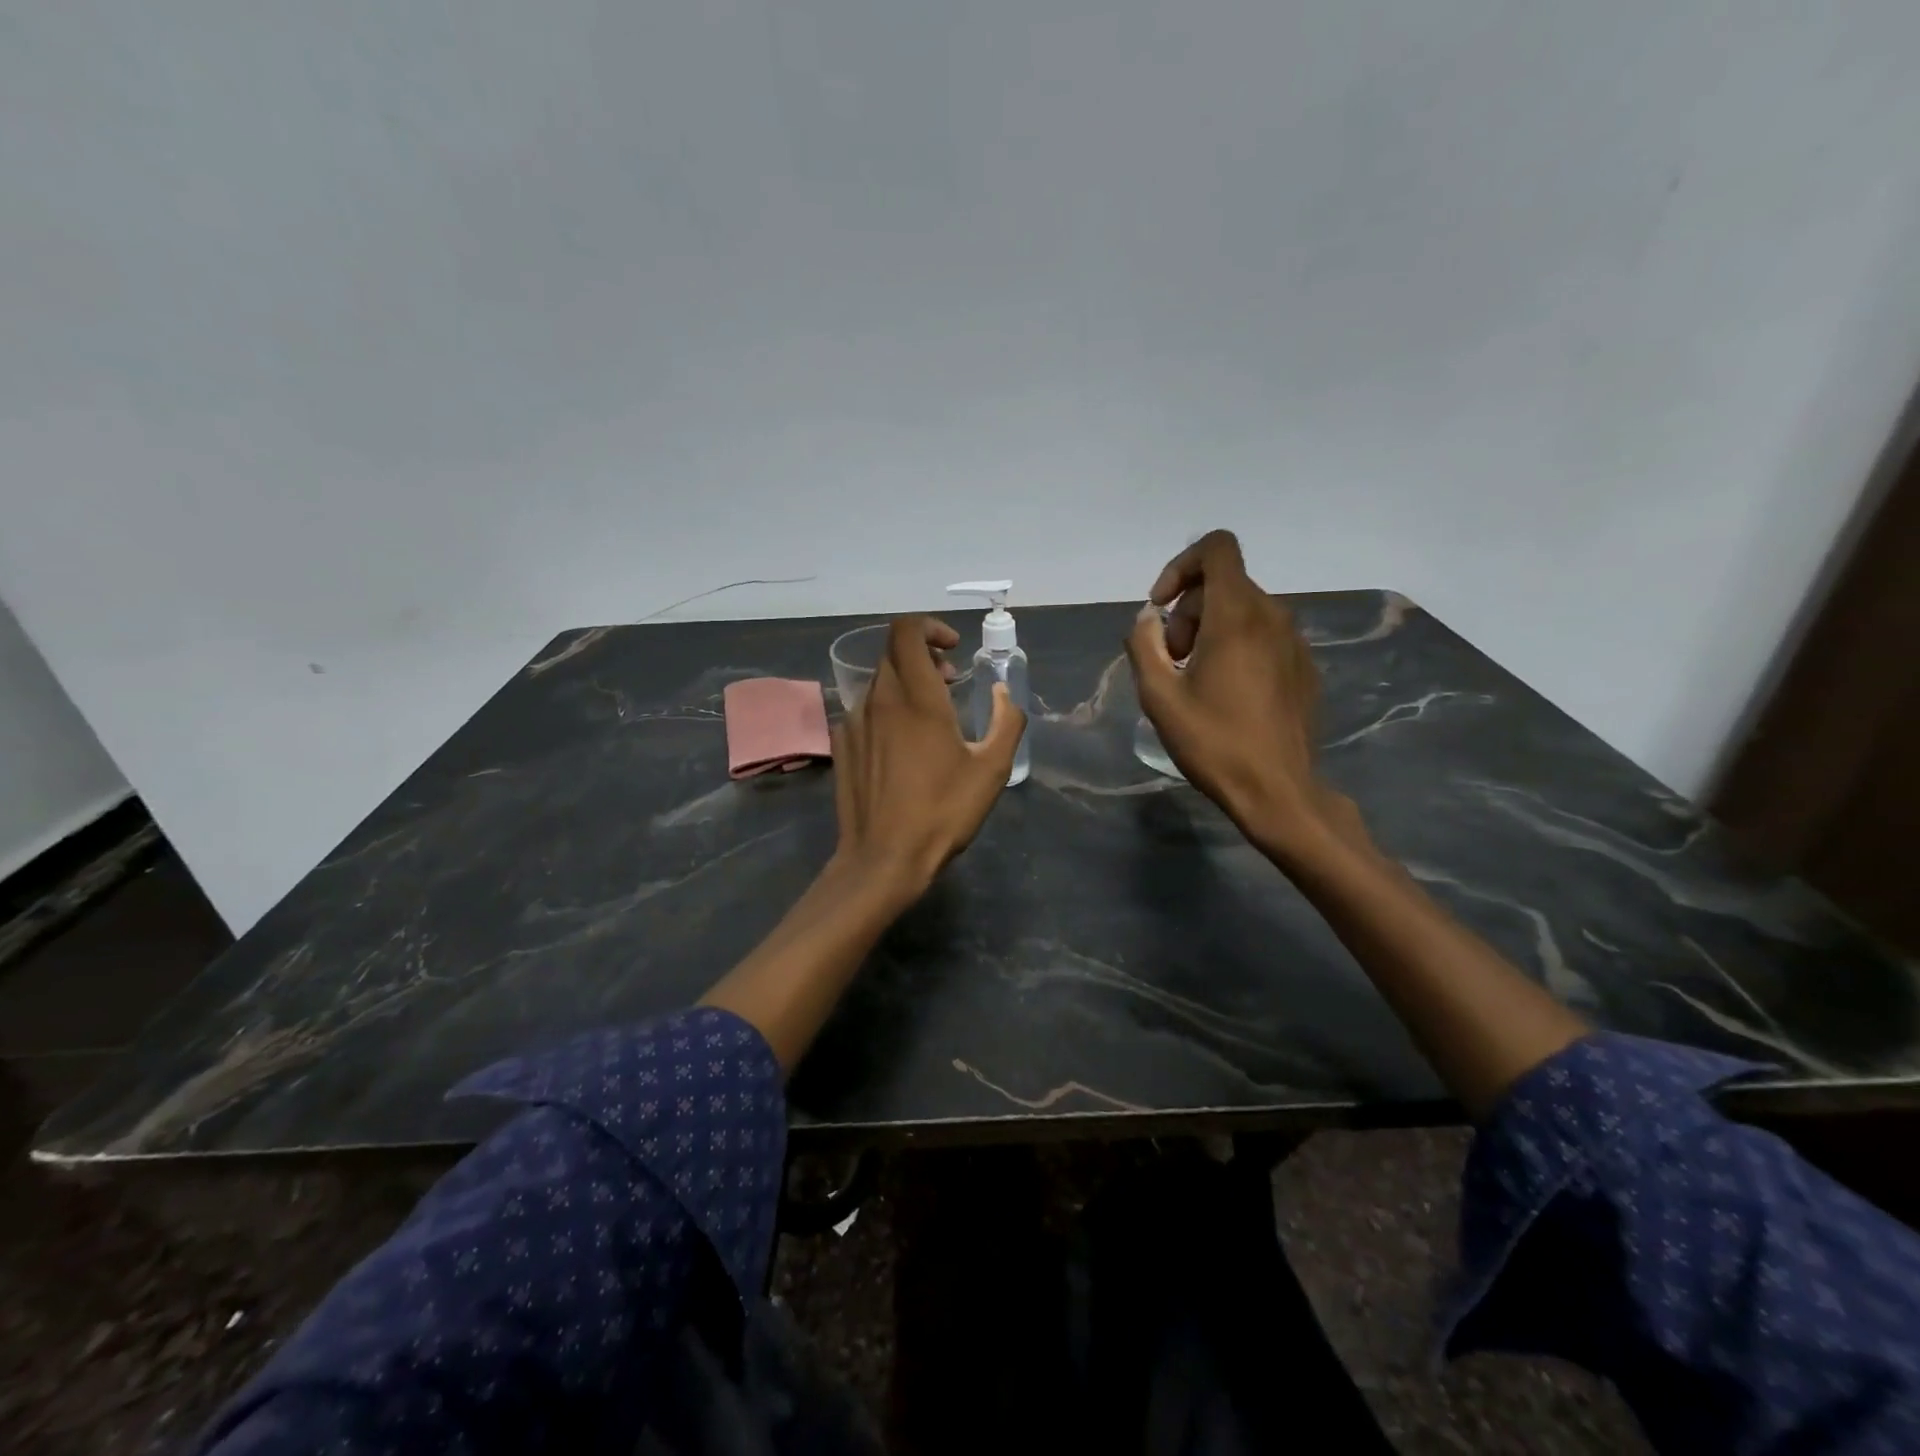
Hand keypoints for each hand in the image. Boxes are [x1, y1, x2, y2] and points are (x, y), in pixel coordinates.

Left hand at [833, 615, 1025, 893]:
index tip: (953, 649)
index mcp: (915, 698)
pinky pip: (864, 710)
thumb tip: (1002, 692)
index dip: (930, 627)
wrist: (883, 858)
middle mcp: (878, 700)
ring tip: (930, 717)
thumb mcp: (992, 770)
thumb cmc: (942, 812)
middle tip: (950, 683)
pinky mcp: (841, 745)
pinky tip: (902, 746)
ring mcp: (853, 722)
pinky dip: (887, 710)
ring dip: (906, 684)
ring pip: (879, 683)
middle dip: (924, 657)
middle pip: (893, 654)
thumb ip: (1006, 721)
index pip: (906, 631)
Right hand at [1126, 530, 1351, 857]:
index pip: (1217, 548)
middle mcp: (1273, 616)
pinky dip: (1237, 647)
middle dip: (1187, 612)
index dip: (1181, 566)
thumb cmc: (1214, 743)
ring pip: (1244, 611)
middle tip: (1171, 661)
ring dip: (1209, 631)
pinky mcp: (1305, 666)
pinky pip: (1264, 636)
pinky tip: (1226, 693)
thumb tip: (1148, 619)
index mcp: (1237, 615)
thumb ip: (1144, 645)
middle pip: (1223, 585)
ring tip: (1194, 680)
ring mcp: (1295, 641)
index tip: (1161, 607)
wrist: (1278, 791)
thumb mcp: (1159, 696)